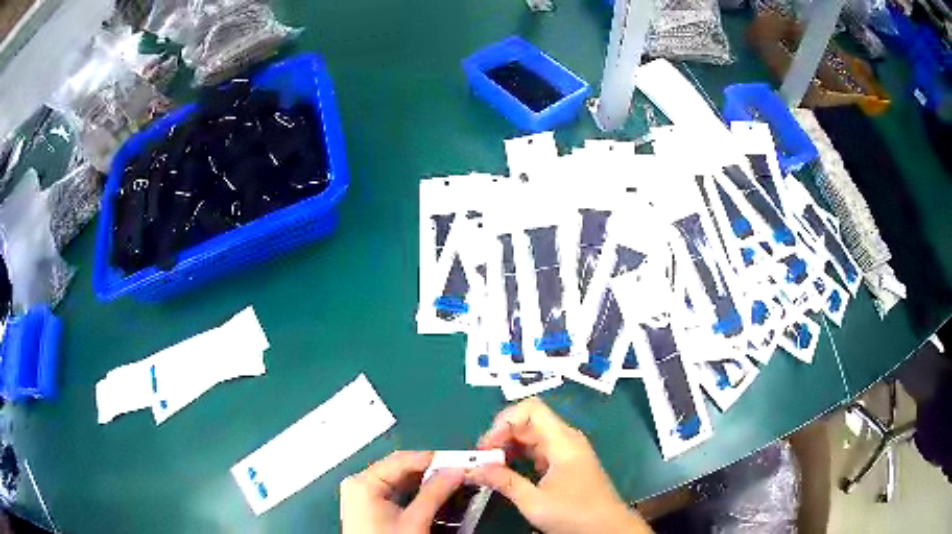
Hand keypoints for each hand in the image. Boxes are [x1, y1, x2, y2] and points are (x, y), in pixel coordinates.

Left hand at [340, 450, 463, 533]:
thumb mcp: (415, 521)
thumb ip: (435, 493)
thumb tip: (457, 470)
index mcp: (364, 482)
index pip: (402, 459)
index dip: (433, 458)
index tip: (461, 461)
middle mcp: (359, 483)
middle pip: (400, 468)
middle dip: (431, 471)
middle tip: (460, 473)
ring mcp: (362, 496)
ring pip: (398, 481)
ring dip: (425, 482)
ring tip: (452, 483)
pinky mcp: (369, 508)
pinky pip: (394, 492)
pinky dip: (414, 493)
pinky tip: (433, 496)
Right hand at [466, 397, 652, 533]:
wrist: (607, 528)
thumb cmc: (574, 514)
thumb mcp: (534, 502)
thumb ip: (503, 482)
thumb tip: (472, 469)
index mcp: (563, 441)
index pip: (530, 409)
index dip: (504, 421)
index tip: (487, 446)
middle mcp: (566, 439)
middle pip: (528, 421)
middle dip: (501, 435)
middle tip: (482, 458)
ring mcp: (566, 451)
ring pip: (531, 435)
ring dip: (508, 446)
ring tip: (490, 465)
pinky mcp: (565, 463)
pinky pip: (537, 449)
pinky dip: (518, 455)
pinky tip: (507, 470)